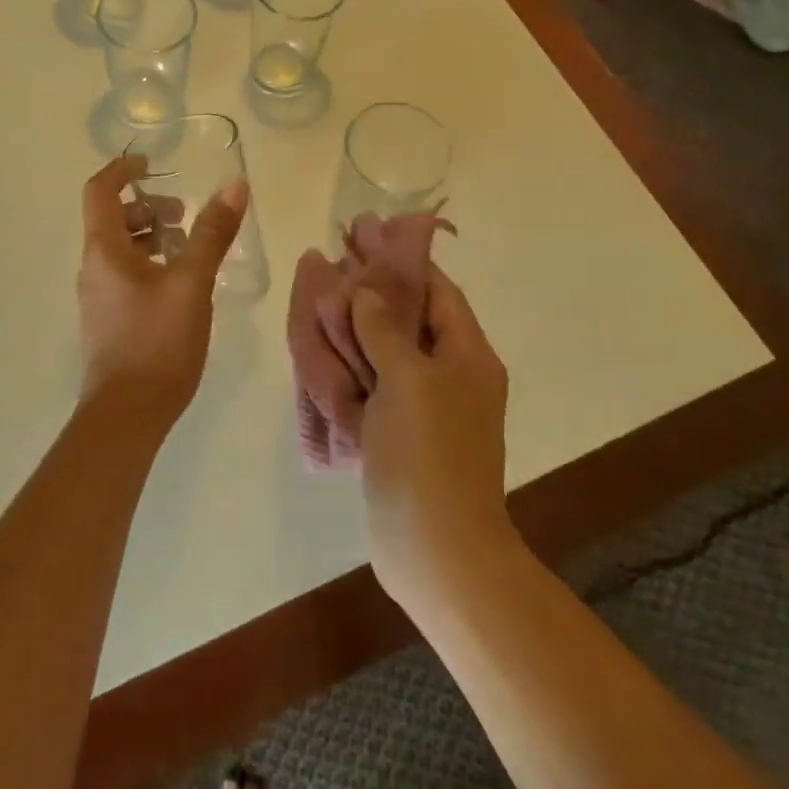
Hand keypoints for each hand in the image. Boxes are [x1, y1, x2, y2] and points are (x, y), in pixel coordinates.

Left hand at [76, 156, 248, 427]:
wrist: (127, 416)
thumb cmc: (157, 341)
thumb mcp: (192, 282)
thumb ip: (212, 233)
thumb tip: (234, 185)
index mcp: (104, 250)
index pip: (99, 190)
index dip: (123, 169)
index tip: (153, 165)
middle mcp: (93, 267)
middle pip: (111, 218)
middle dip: (147, 207)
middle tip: (184, 216)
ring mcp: (99, 296)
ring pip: (120, 249)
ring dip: (151, 237)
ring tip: (189, 248)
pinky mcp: (110, 320)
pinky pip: (126, 275)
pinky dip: (150, 263)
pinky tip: (182, 284)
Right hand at [351, 267, 512, 608]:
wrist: (436, 551)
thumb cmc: (427, 454)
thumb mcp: (408, 378)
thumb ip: (384, 327)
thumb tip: (365, 291)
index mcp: (468, 355)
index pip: (437, 290)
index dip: (402, 261)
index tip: (365, 236)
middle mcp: (453, 374)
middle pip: (411, 317)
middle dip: (374, 289)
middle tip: (333, 261)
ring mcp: (428, 407)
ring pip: (390, 350)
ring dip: (358, 325)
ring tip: (321, 297)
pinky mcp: (403, 433)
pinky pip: (377, 384)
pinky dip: (353, 363)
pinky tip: (323, 349)